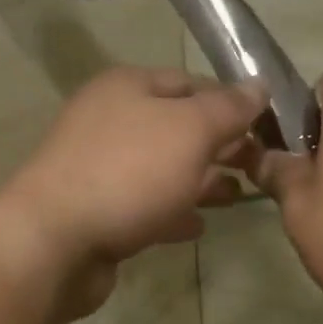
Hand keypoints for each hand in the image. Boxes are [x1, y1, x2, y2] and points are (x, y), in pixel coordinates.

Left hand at [0, 66, 266, 318]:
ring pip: (163, 169)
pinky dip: (173, 211)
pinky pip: (145, 205)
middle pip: (177, 127)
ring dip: (201, 181)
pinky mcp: (98, 212)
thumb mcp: (189, 131)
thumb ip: (228, 109)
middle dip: (219, 145)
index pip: (191, 82)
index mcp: (128, 87)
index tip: (268, 127)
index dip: (231, 102)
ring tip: (238, 197)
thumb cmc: (127, 173)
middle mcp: (111, 121)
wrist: (54, 242)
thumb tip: (258, 87)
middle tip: (259, 166)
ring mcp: (100, 169)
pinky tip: (198, 226)